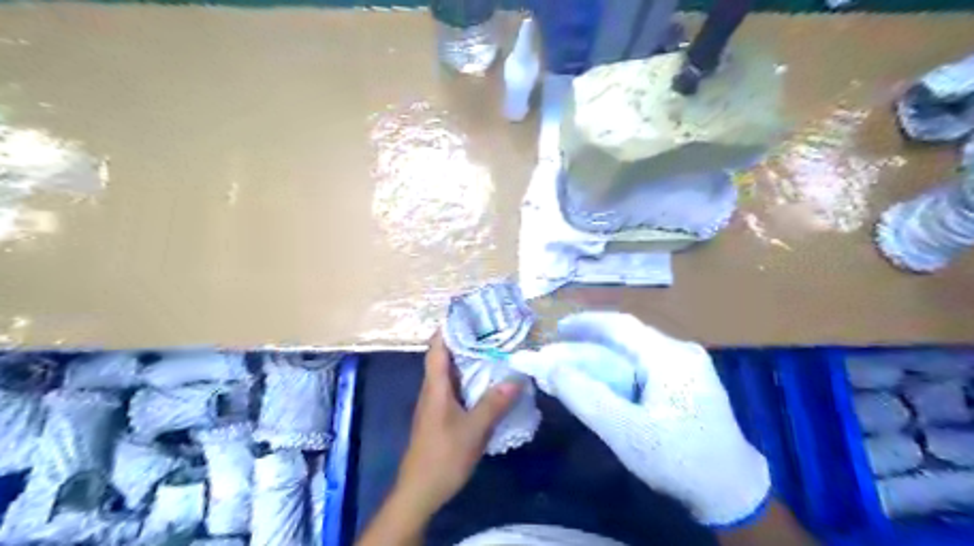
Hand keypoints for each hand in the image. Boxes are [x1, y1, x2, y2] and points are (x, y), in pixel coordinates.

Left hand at [390, 333, 521, 520]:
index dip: (449, 328)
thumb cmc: (443, 456)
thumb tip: (516, 378)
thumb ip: (493, 403)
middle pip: (444, 357)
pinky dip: (469, 380)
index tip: (468, 314)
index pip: (437, 348)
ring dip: (468, 360)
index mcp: (435, 387)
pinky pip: (455, 389)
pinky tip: (487, 383)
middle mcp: (433, 390)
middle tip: (490, 329)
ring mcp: (435, 404)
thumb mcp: (473, 430)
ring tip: (493, 349)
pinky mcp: (440, 416)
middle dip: (464, 341)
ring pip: (450, 374)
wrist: (420, 491)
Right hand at [510, 314, 768, 526]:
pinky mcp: (687, 383)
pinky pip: (644, 367)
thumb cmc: (679, 461)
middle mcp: (680, 353)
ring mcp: (687, 367)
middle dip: (589, 345)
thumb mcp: (625, 431)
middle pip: (625, 339)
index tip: (556, 330)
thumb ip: (584, 396)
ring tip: (573, 370)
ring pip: (633, 354)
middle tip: (557, 357)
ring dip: (601, 359)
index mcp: (670, 357)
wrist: (734, 494)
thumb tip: (547, 366)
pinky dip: (618, 372)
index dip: (585, 323)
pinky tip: (603, 384)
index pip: (621, 325)